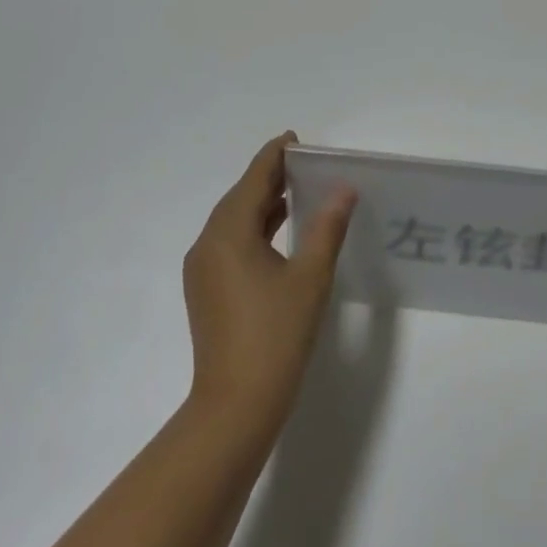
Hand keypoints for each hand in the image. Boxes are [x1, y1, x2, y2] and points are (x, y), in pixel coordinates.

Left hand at [182, 133, 356, 444]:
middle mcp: (208, 244)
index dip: (274, 156)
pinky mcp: (206, 290)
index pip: (253, 180)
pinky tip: (278, 231)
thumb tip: (343, 190)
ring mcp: (203, 269)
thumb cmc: (276, 336)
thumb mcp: (310, 278)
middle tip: (304, 163)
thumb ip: (327, 228)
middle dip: (269, 177)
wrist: (235, 407)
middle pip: (240, 198)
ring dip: (262, 204)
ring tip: (297, 190)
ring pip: (233, 221)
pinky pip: (230, 243)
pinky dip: (254, 228)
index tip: (295, 139)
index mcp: (229, 234)